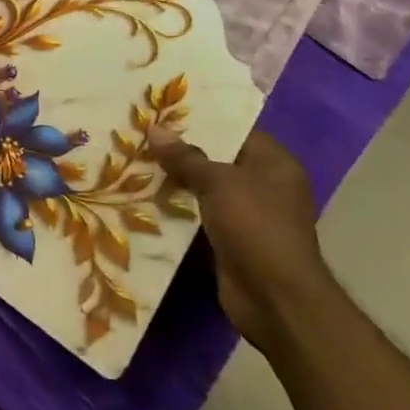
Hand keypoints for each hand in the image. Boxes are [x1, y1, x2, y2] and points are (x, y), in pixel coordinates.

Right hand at [154, 128, 340, 355]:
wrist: (274, 300)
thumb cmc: (255, 227)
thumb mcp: (218, 182)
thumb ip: (186, 156)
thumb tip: (156, 129)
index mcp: (274, 163)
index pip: (235, 129)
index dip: (201, 119)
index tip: (164, 109)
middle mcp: (265, 185)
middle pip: (217, 158)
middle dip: (182, 150)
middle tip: (142, 133)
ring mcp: (249, 215)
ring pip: (205, 189)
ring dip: (176, 181)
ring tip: (135, 160)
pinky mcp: (232, 241)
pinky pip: (200, 216)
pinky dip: (178, 210)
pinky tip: (145, 197)